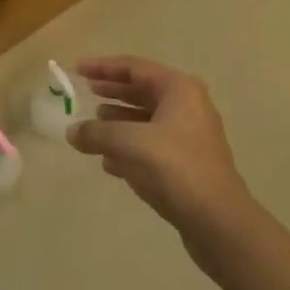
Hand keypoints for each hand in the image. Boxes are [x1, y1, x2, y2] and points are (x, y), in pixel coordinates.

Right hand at [67, 57, 256, 256]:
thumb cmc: (174, 168)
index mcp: (178, 88)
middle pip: (142, 90)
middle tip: (84, 91)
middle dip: (112, 91)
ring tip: (93, 125)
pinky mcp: (189, 163)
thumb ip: (96, 133)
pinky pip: (153, 144)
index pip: (134, 67)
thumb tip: (72, 132)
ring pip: (147, 119)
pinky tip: (109, 162)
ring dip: (119, 121)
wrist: (218, 222)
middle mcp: (188, 105)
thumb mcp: (128, 144)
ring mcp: (190, 135)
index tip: (77, 68)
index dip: (103, 67)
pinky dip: (131, 147)